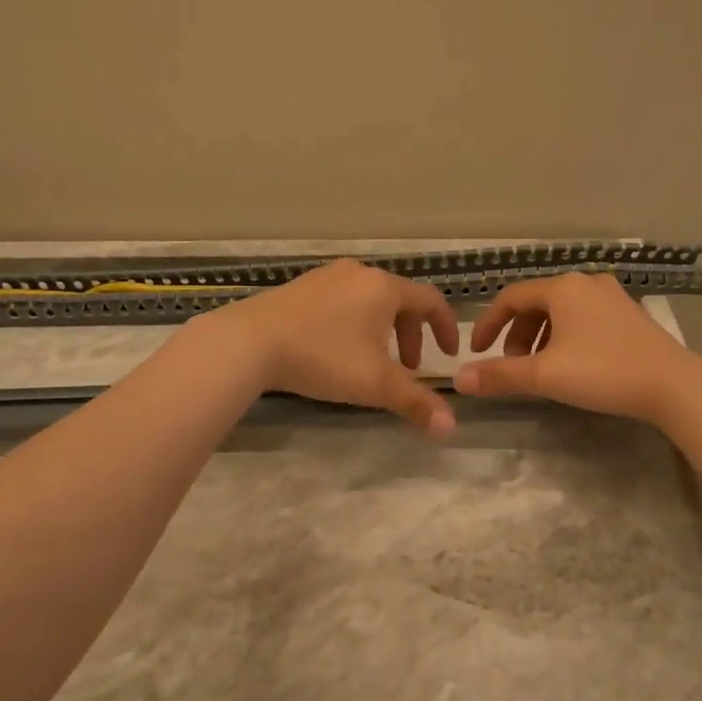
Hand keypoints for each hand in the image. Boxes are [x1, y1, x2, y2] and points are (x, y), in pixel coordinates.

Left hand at [212, 259, 460, 434]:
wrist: (250, 342)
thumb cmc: (323, 357)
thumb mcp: (375, 384)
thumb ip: (416, 402)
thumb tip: (451, 427)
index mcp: (384, 288)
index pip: (431, 301)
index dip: (446, 328)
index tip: (448, 354)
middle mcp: (359, 273)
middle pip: (400, 300)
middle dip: (411, 335)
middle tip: (407, 369)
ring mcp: (327, 276)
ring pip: (369, 300)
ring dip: (382, 330)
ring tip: (371, 361)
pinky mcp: (301, 287)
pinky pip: (342, 300)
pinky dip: (354, 322)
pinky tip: (335, 348)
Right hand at [455, 273, 698, 423]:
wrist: (673, 385)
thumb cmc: (603, 372)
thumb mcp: (545, 375)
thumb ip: (500, 375)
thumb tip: (459, 379)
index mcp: (562, 288)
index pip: (511, 297)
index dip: (488, 324)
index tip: (477, 352)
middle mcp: (586, 283)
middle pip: (536, 304)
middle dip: (517, 335)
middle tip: (513, 366)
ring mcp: (612, 297)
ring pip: (561, 312)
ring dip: (541, 338)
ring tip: (540, 369)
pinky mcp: (630, 315)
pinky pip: (584, 318)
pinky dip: (566, 337)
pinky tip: (572, 365)